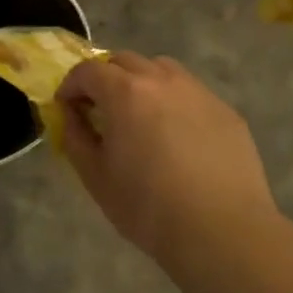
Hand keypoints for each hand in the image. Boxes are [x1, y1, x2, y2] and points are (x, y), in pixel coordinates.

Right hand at [57, 53, 279, 262]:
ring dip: (140, 82)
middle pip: (124, 61)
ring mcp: (198, 93)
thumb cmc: (147, 206)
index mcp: (125, 93)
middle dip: (104, 78)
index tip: (66, 107)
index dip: (71, 86)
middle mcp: (162, 80)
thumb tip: (71, 115)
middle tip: (99, 109)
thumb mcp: (95, 176)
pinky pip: (190, 92)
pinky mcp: (225, 111)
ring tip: (138, 115)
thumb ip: (76, 136)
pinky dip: (171, 101)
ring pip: (161, 69)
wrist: (221, 231)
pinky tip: (174, 135)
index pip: (87, 70)